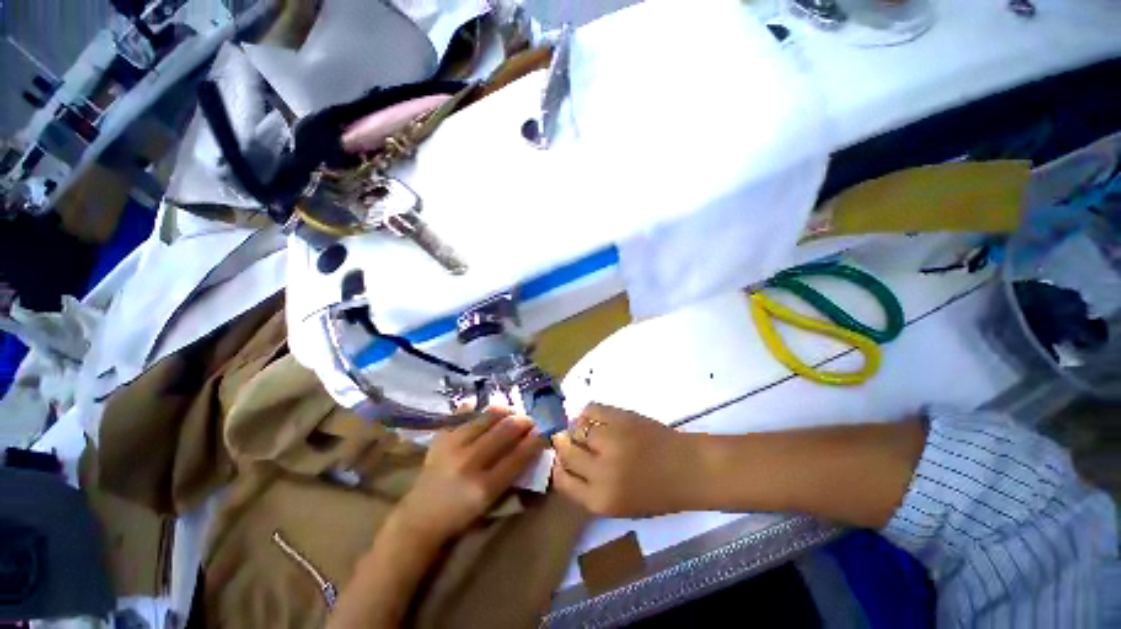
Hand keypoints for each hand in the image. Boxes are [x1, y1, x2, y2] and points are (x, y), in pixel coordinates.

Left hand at [394, 408, 543, 545]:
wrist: (420, 518)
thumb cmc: (461, 517)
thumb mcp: (492, 505)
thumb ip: (513, 478)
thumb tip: (531, 449)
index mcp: (484, 487)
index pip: (518, 456)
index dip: (535, 441)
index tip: (544, 433)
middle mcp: (469, 463)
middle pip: (504, 431)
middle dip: (523, 422)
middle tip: (530, 421)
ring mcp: (452, 447)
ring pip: (486, 417)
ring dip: (504, 412)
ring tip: (511, 413)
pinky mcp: (440, 438)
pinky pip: (462, 415)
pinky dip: (475, 409)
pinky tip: (483, 407)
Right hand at [551, 404, 705, 517]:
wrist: (689, 469)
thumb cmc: (658, 493)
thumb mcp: (621, 505)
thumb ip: (591, 488)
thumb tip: (567, 462)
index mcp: (600, 500)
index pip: (561, 480)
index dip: (558, 468)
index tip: (561, 460)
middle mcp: (600, 471)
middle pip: (566, 451)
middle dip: (564, 445)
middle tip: (569, 440)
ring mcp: (610, 440)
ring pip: (576, 428)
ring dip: (577, 428)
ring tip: (586, 429)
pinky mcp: (621, 417)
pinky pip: (592, 409)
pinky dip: (588, 412)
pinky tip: (595, 418)